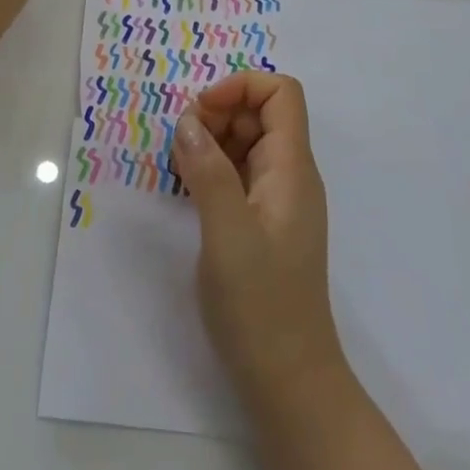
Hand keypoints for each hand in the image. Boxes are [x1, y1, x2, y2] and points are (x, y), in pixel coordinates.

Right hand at [171, 72, 345, 404]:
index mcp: (292, 169)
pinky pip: (238, 173)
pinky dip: (211, 167)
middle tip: (180, 143)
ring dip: (211, 140)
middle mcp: (290, 176)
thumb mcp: (227, 233)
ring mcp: (277, 200)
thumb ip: (208, 171)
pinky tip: (185, 187)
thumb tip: (187, 120)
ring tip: (177, 165)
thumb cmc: (261, 305)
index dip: (241, 87)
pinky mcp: (261, 222)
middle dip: (218, 112)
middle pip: (260, 113)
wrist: (289, 383)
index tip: (200, 112)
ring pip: (246, 142)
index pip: (281, 94)